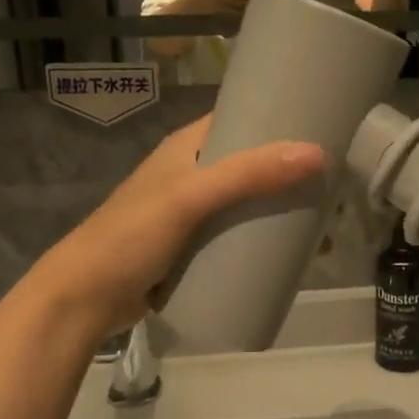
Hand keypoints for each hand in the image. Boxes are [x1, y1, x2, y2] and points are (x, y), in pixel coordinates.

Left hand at [24, 117, 322, 333]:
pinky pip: (240, 234)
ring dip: (282, 209)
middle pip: (252, 163)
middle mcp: (192, 172)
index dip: (279, 118)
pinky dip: (266, 238)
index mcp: (186, 146)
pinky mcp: (195, 247)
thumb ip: (248, 175)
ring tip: (323, 224)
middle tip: (333, 185)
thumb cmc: (131, 237)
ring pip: (249, 201)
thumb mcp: (190, 198)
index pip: (240, 117)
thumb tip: (317, 154)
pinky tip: (293, 253)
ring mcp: (193, 212)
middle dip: (290, 173)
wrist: (84, 301)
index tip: (324, 126)